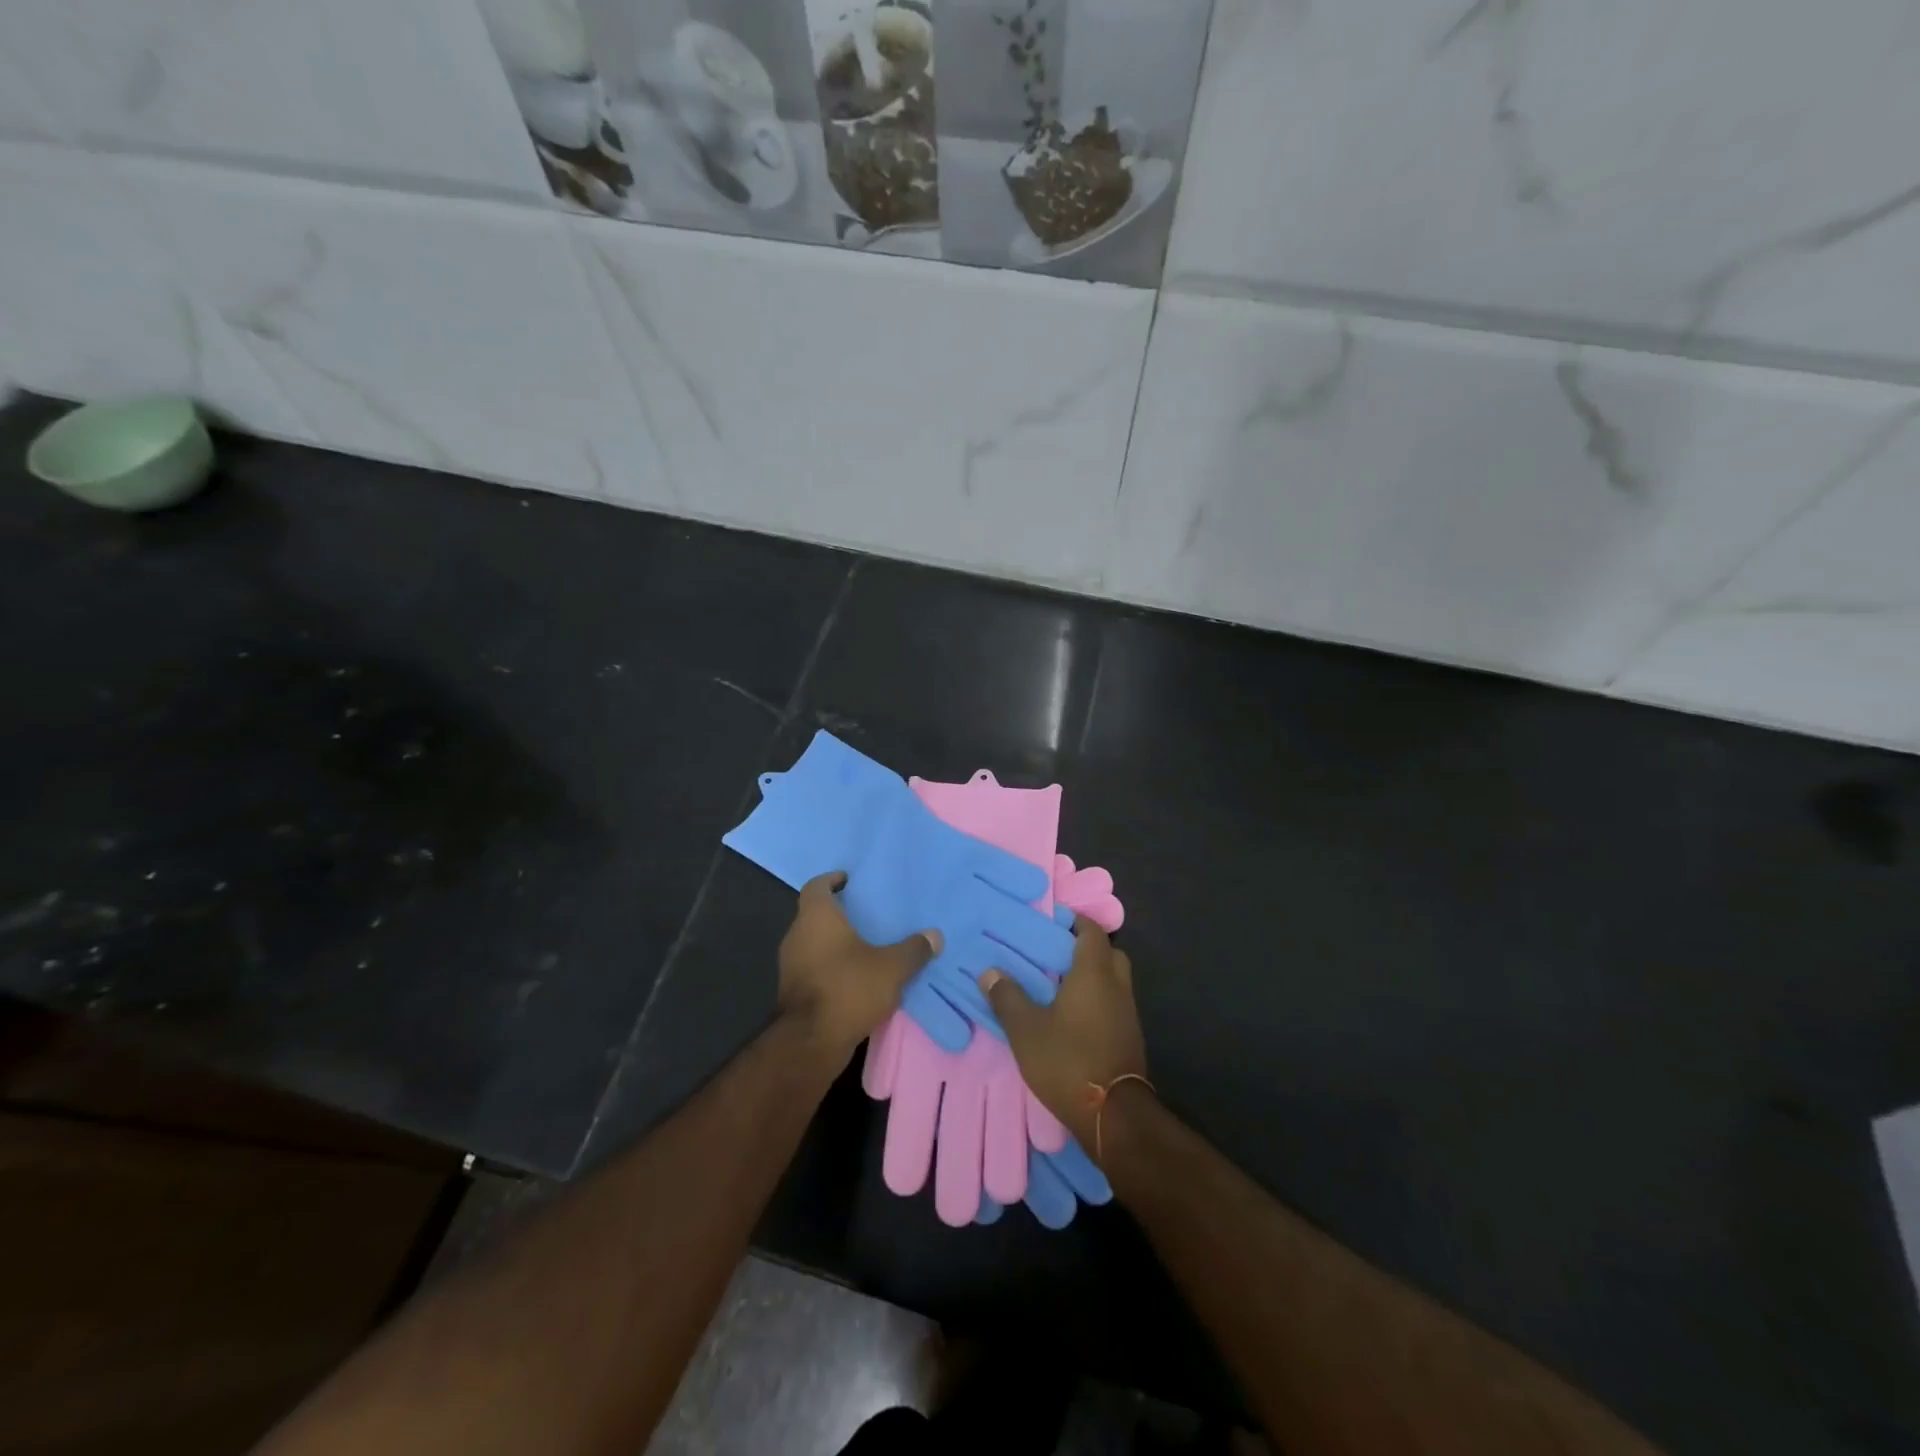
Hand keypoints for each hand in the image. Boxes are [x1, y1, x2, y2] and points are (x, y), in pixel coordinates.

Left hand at [780, 871, 941, 1060]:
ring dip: (834, 943)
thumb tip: (934, 935)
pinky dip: (831, 966)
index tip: (848, 880)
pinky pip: (813, 967)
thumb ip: (913, 949)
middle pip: (814, 915)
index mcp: (816, 918)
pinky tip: (855, 977)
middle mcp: (797, 935)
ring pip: (813, 943)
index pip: (816, 886)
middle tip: (866, 914)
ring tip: (865, 946)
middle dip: (838, 913)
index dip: (832, 880)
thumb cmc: (848, 989)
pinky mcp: (792, 991)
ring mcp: (790, 965)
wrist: (810, 1042)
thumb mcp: (891, 968)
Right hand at [980, 916, 1147, 1149]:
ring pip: (1114, 981)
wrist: (1113, 1115)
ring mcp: (1128, 1014)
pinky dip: (1098, 1001)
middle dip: (1087, 949)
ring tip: (1059, 986)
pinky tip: (1074, 1017)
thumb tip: (989, 972)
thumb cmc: (1068, 1060)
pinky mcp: (1130, 1038)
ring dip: (1093, 977)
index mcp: (1095, 974)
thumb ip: (1007, 998)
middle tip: (1056, 955)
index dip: (1076, 922)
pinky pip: (1115, 1004)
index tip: (1053, 922)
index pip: (1092, 932)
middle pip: (1109, 953)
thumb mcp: (1026, 1030)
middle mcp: (1117, 986)